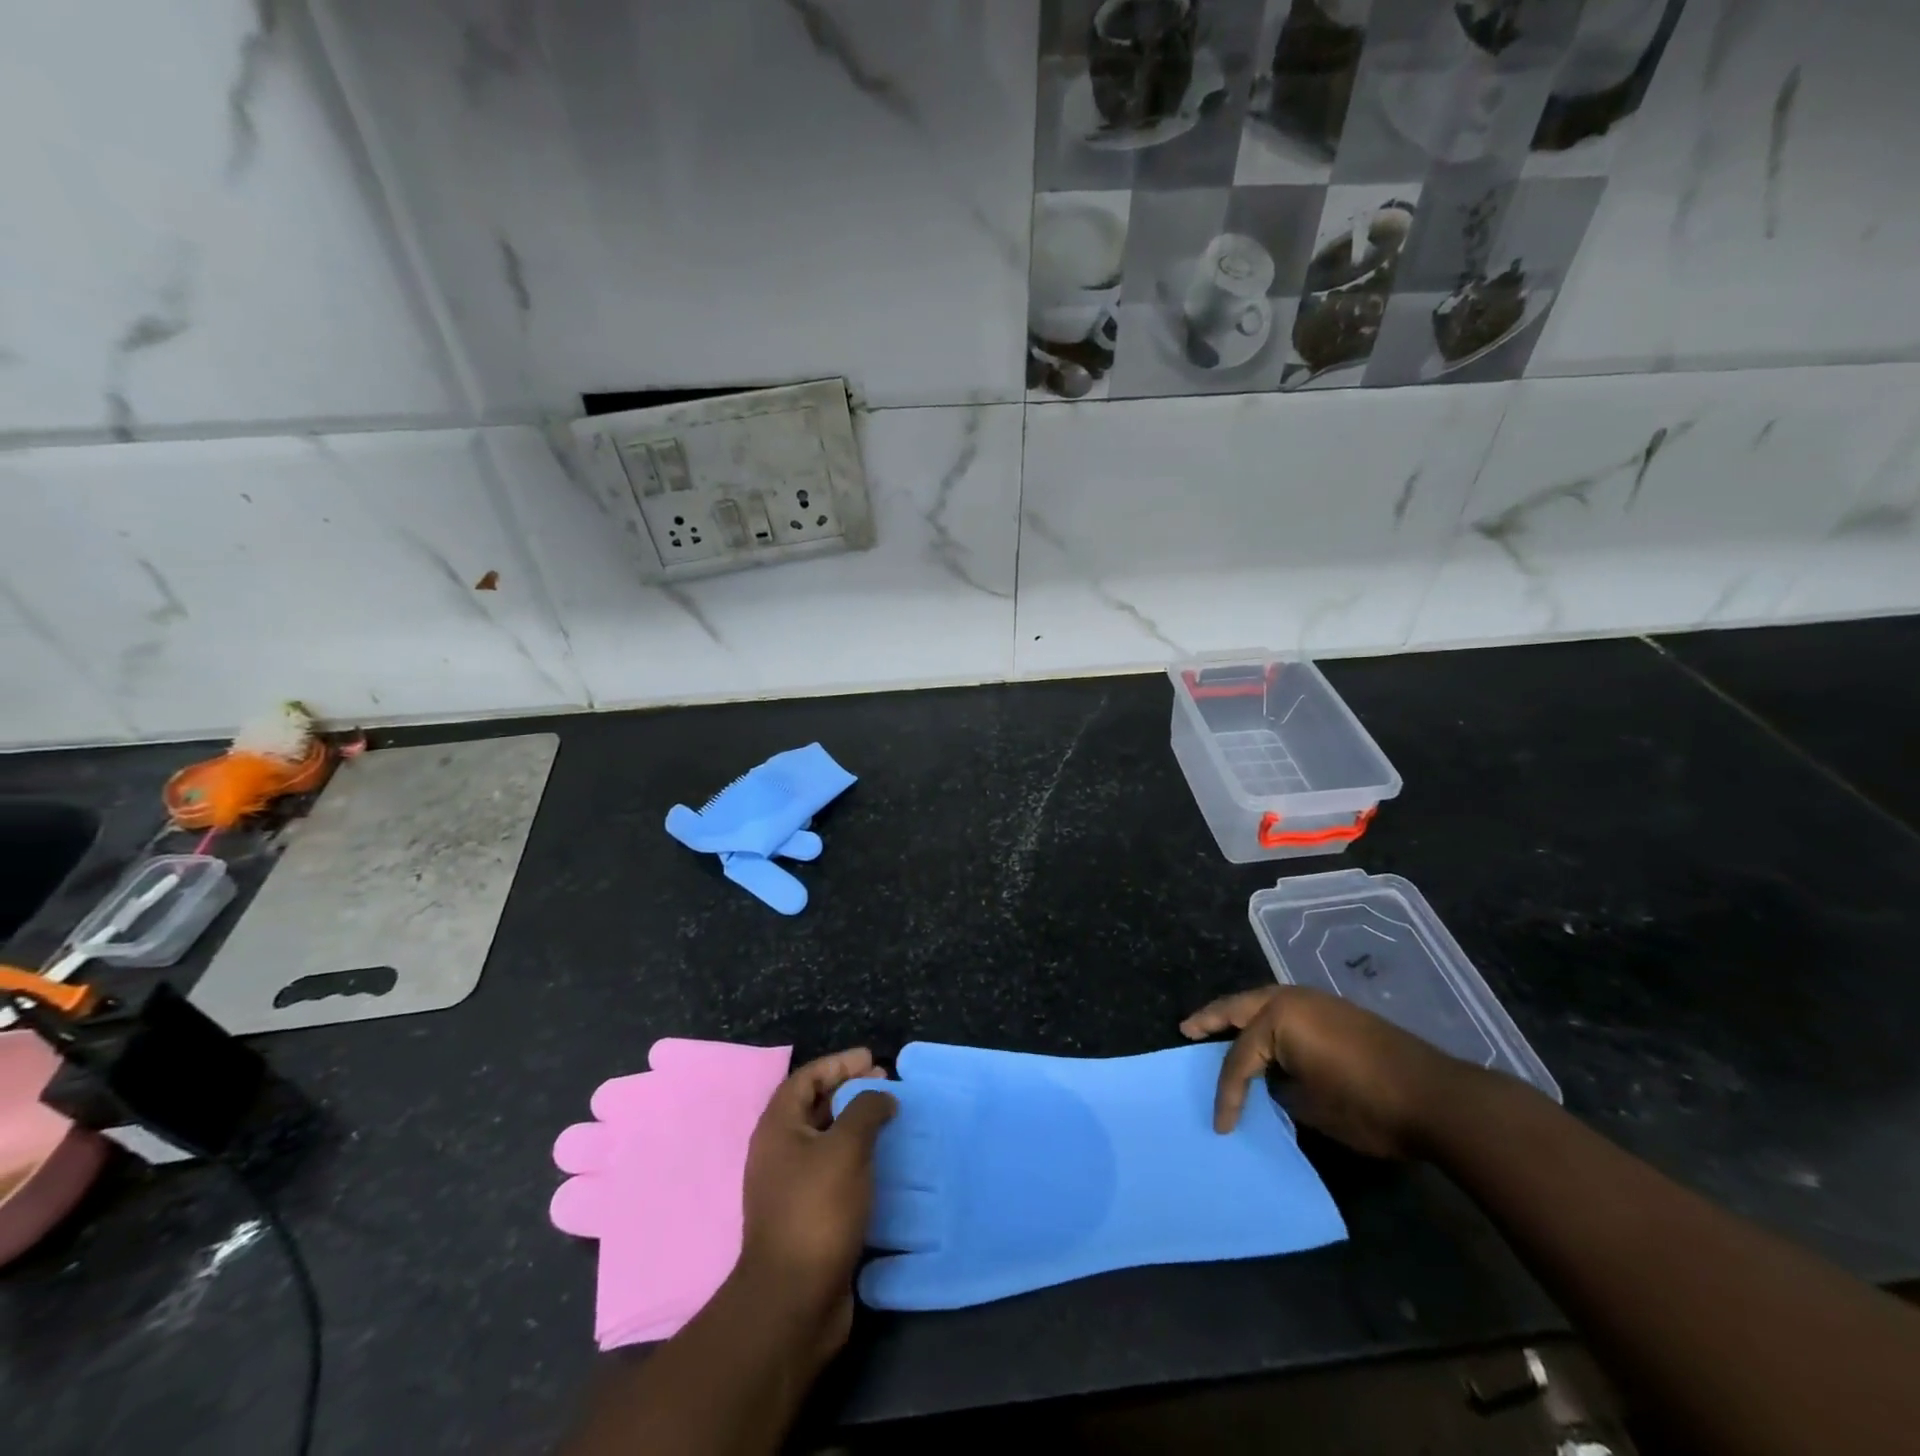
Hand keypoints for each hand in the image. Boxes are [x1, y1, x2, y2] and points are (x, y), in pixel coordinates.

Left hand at [734, 1049, 896, 1362]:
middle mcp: (780, 1153)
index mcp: (778, 1128)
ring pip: (826, 1141)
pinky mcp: (808, 1218)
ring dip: (857, 1126)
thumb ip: (866, 1110)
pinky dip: (858, 1159)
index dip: (839, 1064)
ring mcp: (791, 1188)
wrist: (793, 1301)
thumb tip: (881, 1096)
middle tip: (886, 1084)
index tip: (872, 1059)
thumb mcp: (846, 1148)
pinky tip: (884, 1163)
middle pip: (815, 1107)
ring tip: (891, 1119)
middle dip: (850, 1091)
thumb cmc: (816, 1210)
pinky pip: (834, 1172)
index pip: (807, 1078)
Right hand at [1179, 986, 1476, 1157]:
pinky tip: (1266, 1037)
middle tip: (1188, 1029)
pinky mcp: (1339, 1013)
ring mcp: (1318, 1002)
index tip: (1220, 1125)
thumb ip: (1280, 1090)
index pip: (1239, 1059)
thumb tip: (1273, 1084)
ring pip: (1264, 1003)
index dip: (1226, 1094)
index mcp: (1278, 1018)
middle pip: (1239, 1008)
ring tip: (1218, 1028)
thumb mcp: (1311, 1107)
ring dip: (1240, 1016)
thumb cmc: (1366, 1105)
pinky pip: (1288, 1010)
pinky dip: (1268, 1021)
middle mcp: (1292, 999)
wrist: (1437, 1099)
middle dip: (1212, 1019)